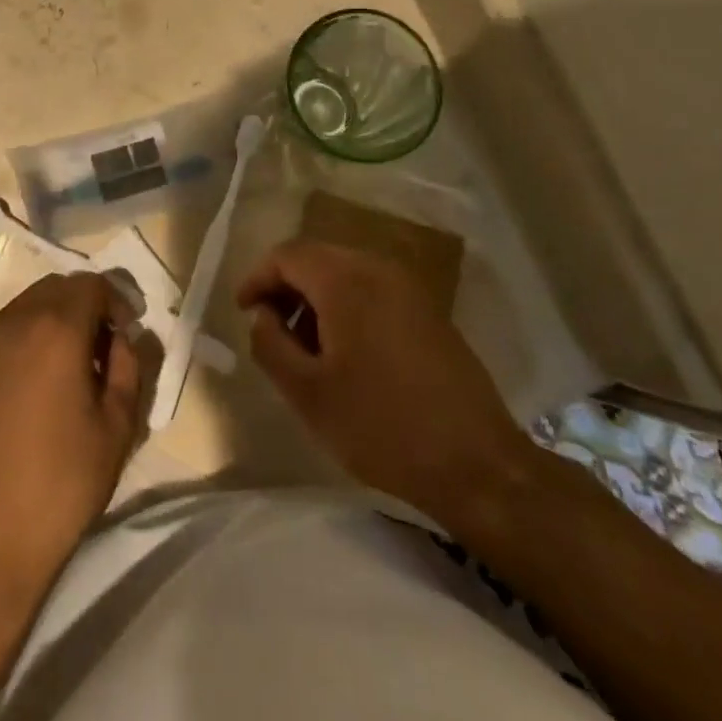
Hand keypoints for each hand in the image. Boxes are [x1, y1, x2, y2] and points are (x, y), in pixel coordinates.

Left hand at [0, 273, 156, 592]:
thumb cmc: (59, 484)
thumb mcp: (117, 428)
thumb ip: (129, 368)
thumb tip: (122, 340)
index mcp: (55, 328)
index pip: (92, 284)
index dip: (116, 302)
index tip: (126, 336)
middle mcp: (13, 321)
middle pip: (56, 288)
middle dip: (86, 306)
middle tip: (103, 350)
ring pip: (27, 306)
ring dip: (54, 320)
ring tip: (70, 370)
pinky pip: (3, 332)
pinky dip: (26, 338)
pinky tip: (35, 387)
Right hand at [237, 240, 534, 523]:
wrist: (477, 465)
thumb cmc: (381, 426)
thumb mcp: (308, 393)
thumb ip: (270, 344)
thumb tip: (261, 315)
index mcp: (345, 280)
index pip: (287, 255)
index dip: (257, 278)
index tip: (244, 312)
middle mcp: (377, 269)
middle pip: (316, 257)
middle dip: (286, 287)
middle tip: (270, 328)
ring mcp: (409, 287)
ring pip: (345, 272)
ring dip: (316, 297)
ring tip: (305, 346)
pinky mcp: (429, 311)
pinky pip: (373, 289)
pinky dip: (347, 305)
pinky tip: (346, 351)